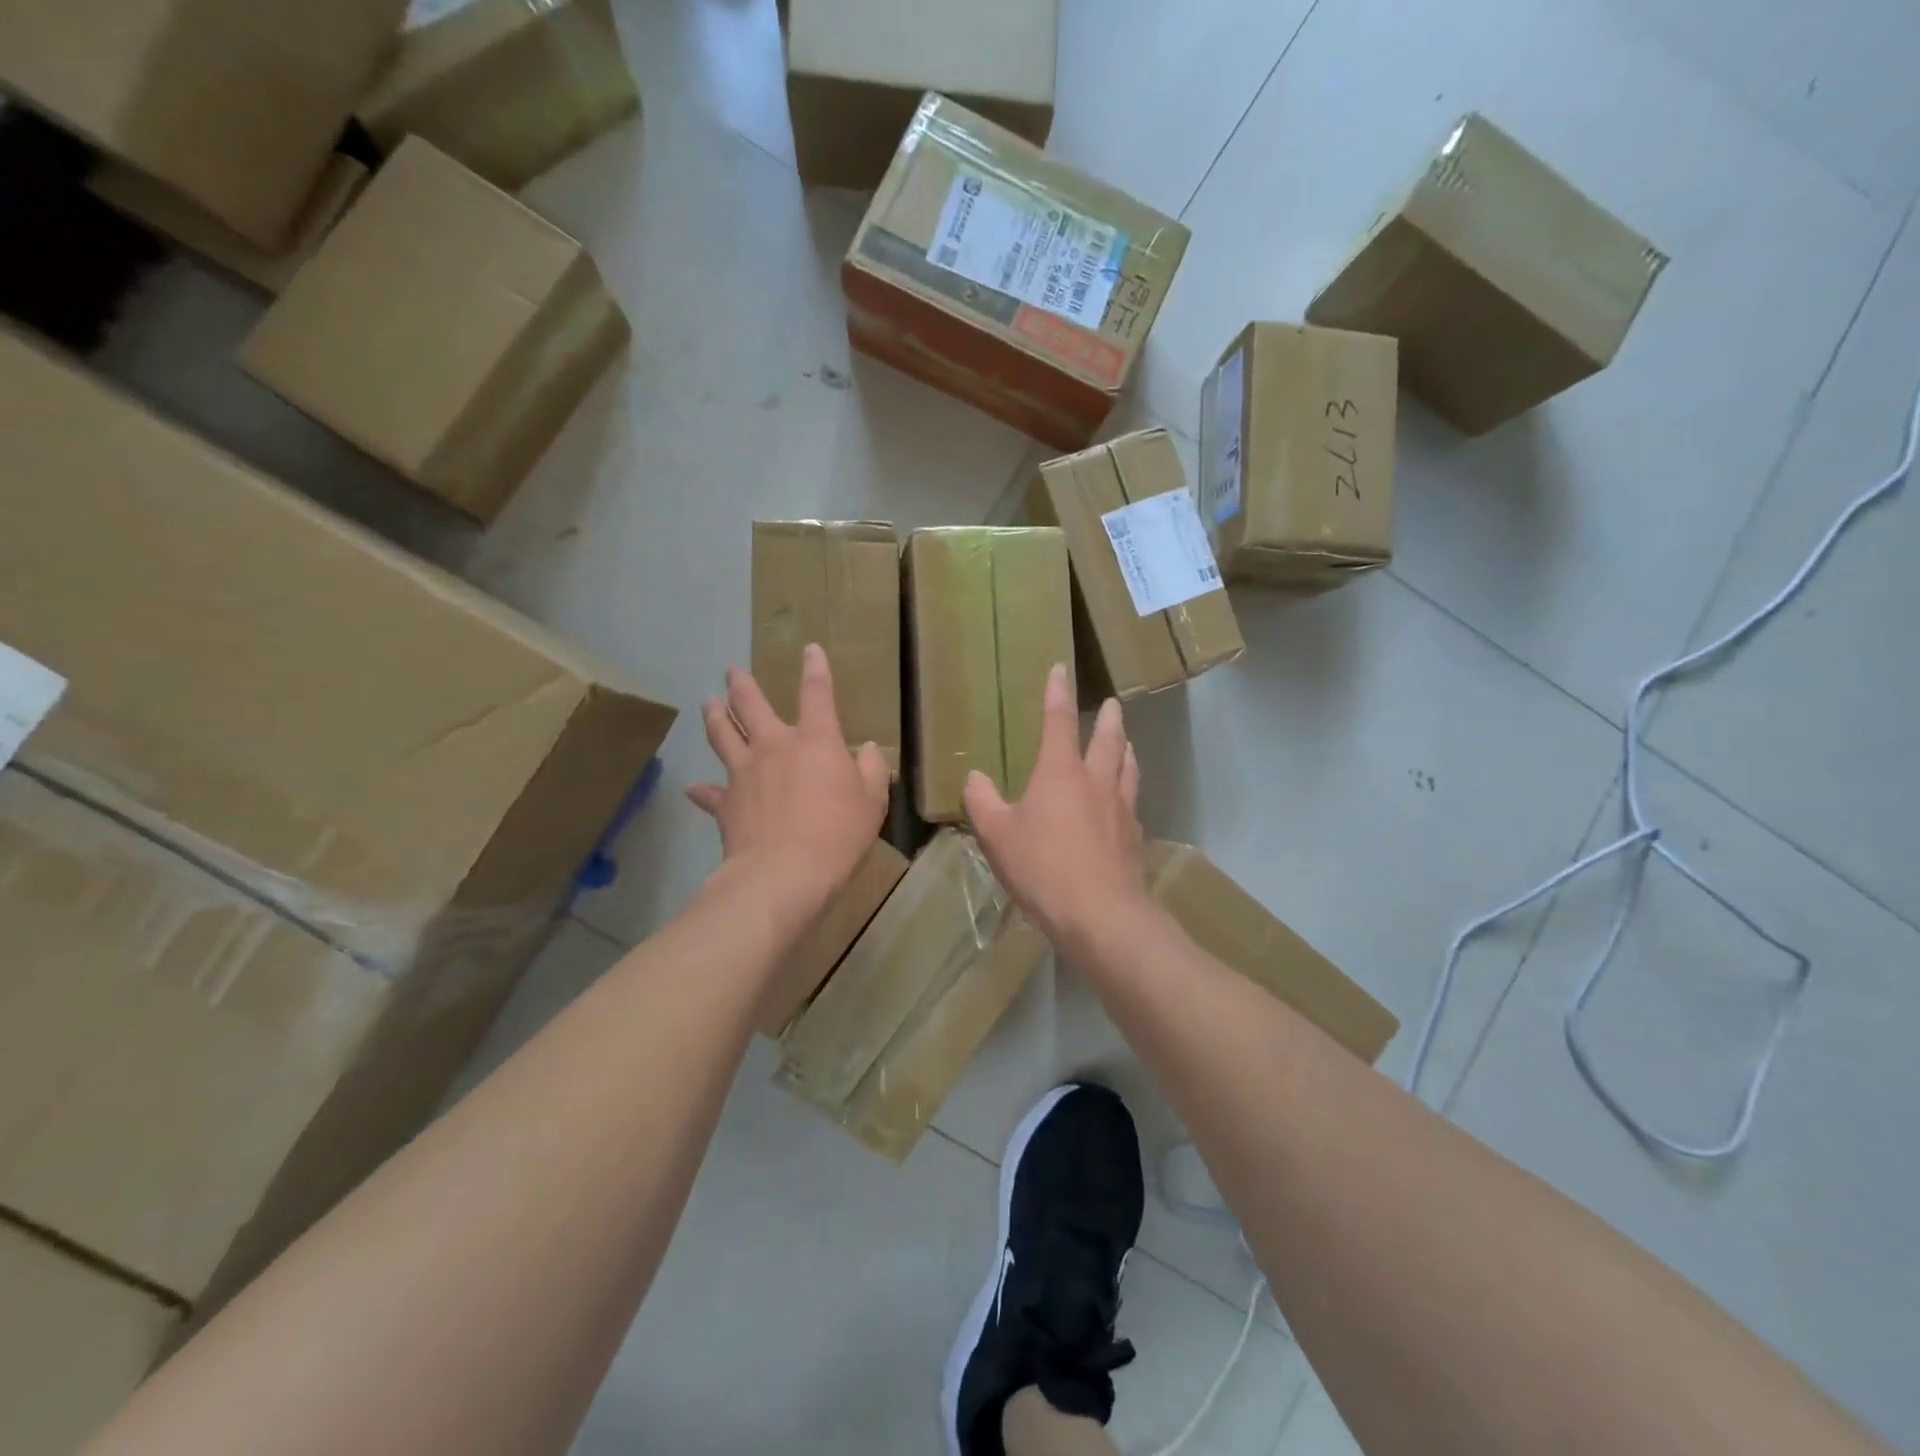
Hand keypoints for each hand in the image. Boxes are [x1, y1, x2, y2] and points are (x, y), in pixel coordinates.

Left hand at [688, 645, 889, 902]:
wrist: (784, 873)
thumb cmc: (837, 834)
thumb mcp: (873, 802)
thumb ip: (872, 770)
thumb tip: (868, 749)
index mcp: (815, 740)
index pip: (817, 693)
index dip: (815, 669)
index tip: (810, 649)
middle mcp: (774, 746)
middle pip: (751, 705)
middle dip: (741, 684)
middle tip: (731, 671)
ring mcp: (744, 772)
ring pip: (722, 735)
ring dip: (715, 716)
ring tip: (708, 702)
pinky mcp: (725, 803)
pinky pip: (709, 792)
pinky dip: (702, 790)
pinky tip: (694, 788)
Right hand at [964, 664, 1148, 946]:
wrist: (1100, 914)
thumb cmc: (1042, 867)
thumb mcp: (997, 835)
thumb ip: (982, 803)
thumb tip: (974, 778)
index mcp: (1060, 772)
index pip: (1059, 721)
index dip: (1058, 693)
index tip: (1062, 669)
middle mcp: (1096, 782)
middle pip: (1108, 739)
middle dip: (1108, 718)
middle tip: (1112, 704)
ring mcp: (1121, 809)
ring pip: (1128, 768)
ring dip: (1126, 750)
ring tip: (1126, 744)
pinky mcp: (1134, 838)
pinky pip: (1133, 804)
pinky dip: (1128, 793)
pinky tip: (1125, 804)